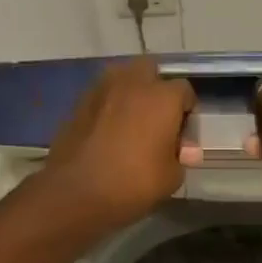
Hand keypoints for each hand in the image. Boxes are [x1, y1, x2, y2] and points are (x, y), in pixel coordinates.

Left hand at [39, 58, 197, 231]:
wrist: (74, 192)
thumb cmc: (132, 183)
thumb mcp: (171, 178)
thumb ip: (181, 157)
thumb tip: (184, 149)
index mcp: (162, 97)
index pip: (185, 91)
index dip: (187, 112)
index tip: (182, 135)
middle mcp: (132, 83)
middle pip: (150, 70)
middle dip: (157, 88)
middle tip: (157, 118)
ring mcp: (101, 90)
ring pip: (122, 77)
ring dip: (130, 92)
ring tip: (132, 122)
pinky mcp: (78, 103)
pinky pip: (102, 96)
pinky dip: (109, 106)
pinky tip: (108, 131)